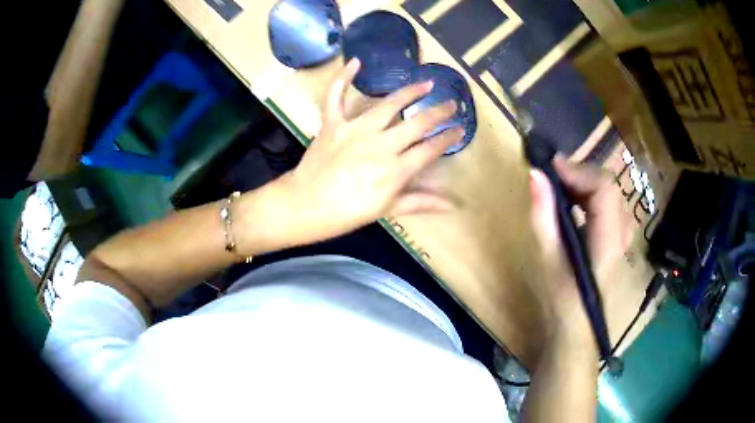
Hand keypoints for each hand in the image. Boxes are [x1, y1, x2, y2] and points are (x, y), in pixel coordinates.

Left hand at [274, 58, 463, 245]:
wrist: (304, 206)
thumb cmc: (346, 213)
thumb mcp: (386, 211)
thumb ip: (420, 202)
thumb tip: (452, 204)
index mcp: (395, 170)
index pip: (430, 149)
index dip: (448, 138)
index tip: (460, 129)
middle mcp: (381, 145)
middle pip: (417, 123)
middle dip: (439, 112)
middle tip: (451, 103)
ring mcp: (355, 130)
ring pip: (388, 105)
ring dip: (410, 91)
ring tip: (425, 83)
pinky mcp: (333, 123)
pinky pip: (337, 96)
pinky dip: (343, 78)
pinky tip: (356, 62)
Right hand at [529, 155, 632, 347]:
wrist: (579, 334)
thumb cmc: (563, 304)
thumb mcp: (549, 262)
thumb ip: (544, 218)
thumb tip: (535, 175)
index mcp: (608, 241)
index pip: (604, 189)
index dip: (579, 171)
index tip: (551, 167)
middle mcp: (622, 234)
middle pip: (609, 187)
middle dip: (581, 175)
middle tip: (552, 178)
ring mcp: (623, 237)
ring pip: (611, 195)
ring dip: (586, 184)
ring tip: (561, 188)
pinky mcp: (617, 241)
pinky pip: (610, 206)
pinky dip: (591, 197)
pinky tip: (575, 204)